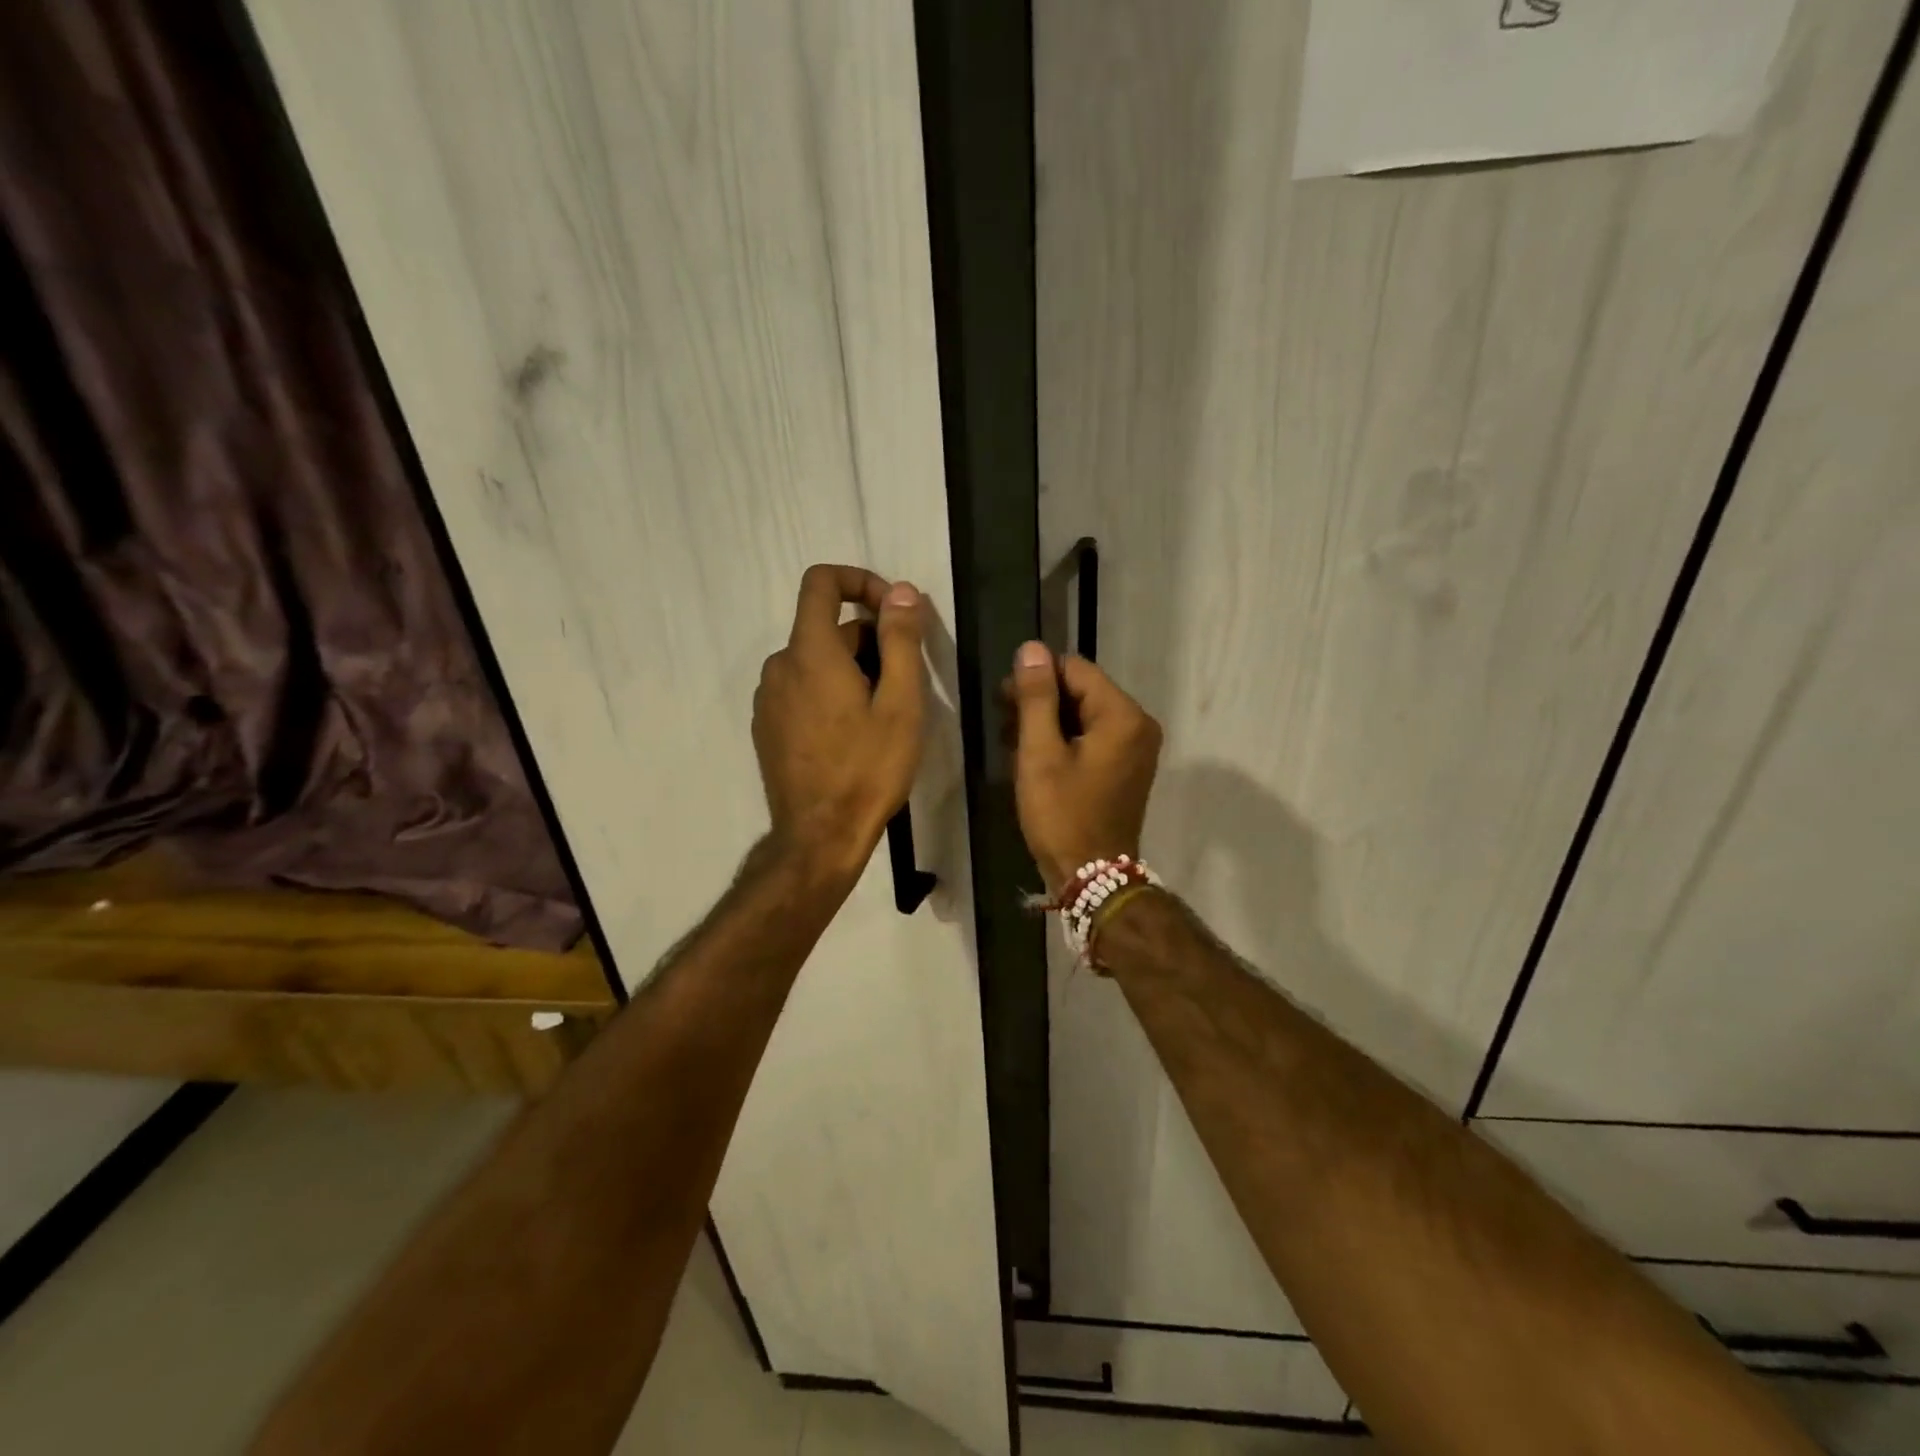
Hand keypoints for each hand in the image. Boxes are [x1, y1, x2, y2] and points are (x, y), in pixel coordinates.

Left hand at [753, 565, 926, 888]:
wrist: (819, 836)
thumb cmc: (868, 769)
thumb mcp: (901, 704)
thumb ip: (901, 640)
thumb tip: (901, 591)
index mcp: (810, 652)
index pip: (822, 582)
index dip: (860, 581)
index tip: (892, 610)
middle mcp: (780, 666)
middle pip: (825, 627)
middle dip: (869, 639)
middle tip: (904, 682)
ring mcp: (768, 698)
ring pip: (815, 661)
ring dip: (851, 669)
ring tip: (882, 713)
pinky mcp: (767, 726)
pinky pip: (801, 688)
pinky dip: (828, 692)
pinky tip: (852, 734)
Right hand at [1005, 641, 1161, 892]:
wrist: (1092, 876)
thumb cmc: (1062, 814)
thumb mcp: (1041, 753)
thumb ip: (1036, 697)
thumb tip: (1031, 648)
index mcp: (1122, 716)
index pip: (1075, 669)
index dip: (1036, 678)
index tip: (1003, 699)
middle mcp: (1137, 724)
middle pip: (1082, 690)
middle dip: (1041, 701)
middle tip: (1003, 722)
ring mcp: (1136, 746)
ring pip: (1084, 713)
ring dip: (1048, 722)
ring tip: (1012, 742)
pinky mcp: (1127, 765)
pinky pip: (1092, 736)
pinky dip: (1064, 740)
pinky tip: (1034, 755)